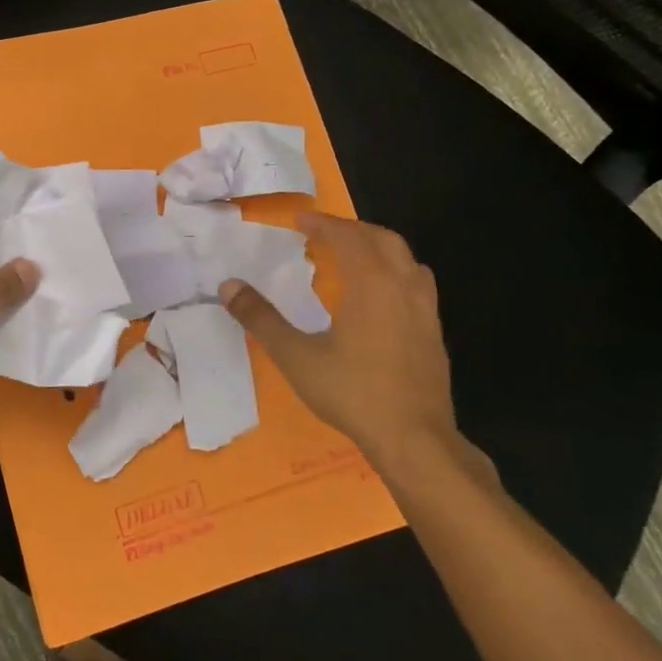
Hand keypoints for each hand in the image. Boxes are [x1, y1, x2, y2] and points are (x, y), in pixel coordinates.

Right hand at [221, 213, 480, 480]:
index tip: (300, 220)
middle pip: (383, 240)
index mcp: (372, 284)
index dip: (323, 224)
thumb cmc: (353, 392)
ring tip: (352, 256)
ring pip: (406, 260)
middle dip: (352, 229)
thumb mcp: (295, 356)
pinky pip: (416, 284)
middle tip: (323, 232)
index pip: (348, 237)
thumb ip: (261, 318)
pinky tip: (378, 297)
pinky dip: (394, 272)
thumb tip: (227, 286)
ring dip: (378, 248)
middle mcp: (404, 287)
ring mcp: (426, 310)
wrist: (415, 440)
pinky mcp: (434, 333)